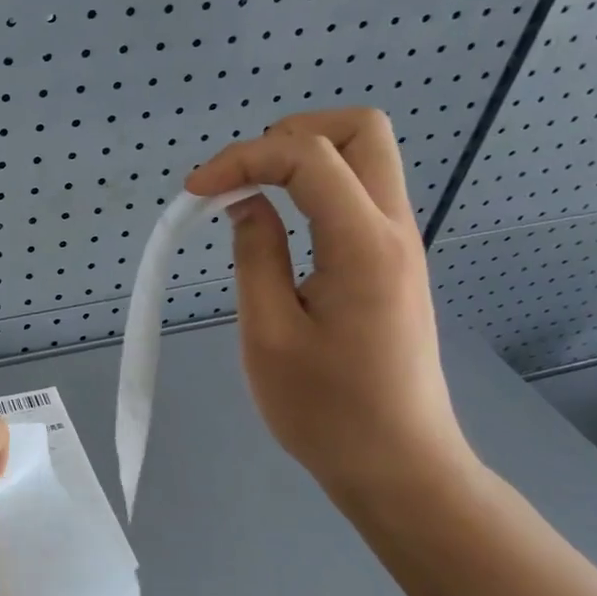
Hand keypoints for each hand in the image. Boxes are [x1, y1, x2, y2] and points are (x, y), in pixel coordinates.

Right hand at [185, 108, 476, 506]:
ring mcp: (400, 243)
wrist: (398, 465)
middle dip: (291, 134)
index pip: (308, 156)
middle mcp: (393, 228)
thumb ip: (255, 254)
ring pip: (365, 156)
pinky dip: (315, 187)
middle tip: (242, 176)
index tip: (196, 192)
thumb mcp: (269, 334)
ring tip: (251, 195)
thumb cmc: (326, 410)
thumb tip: (245, 203)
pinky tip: (279, 222)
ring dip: (303, 157)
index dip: (243, 158)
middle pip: (361, 129)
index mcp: (362, 244)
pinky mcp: (393, 262)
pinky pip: (359, 193)